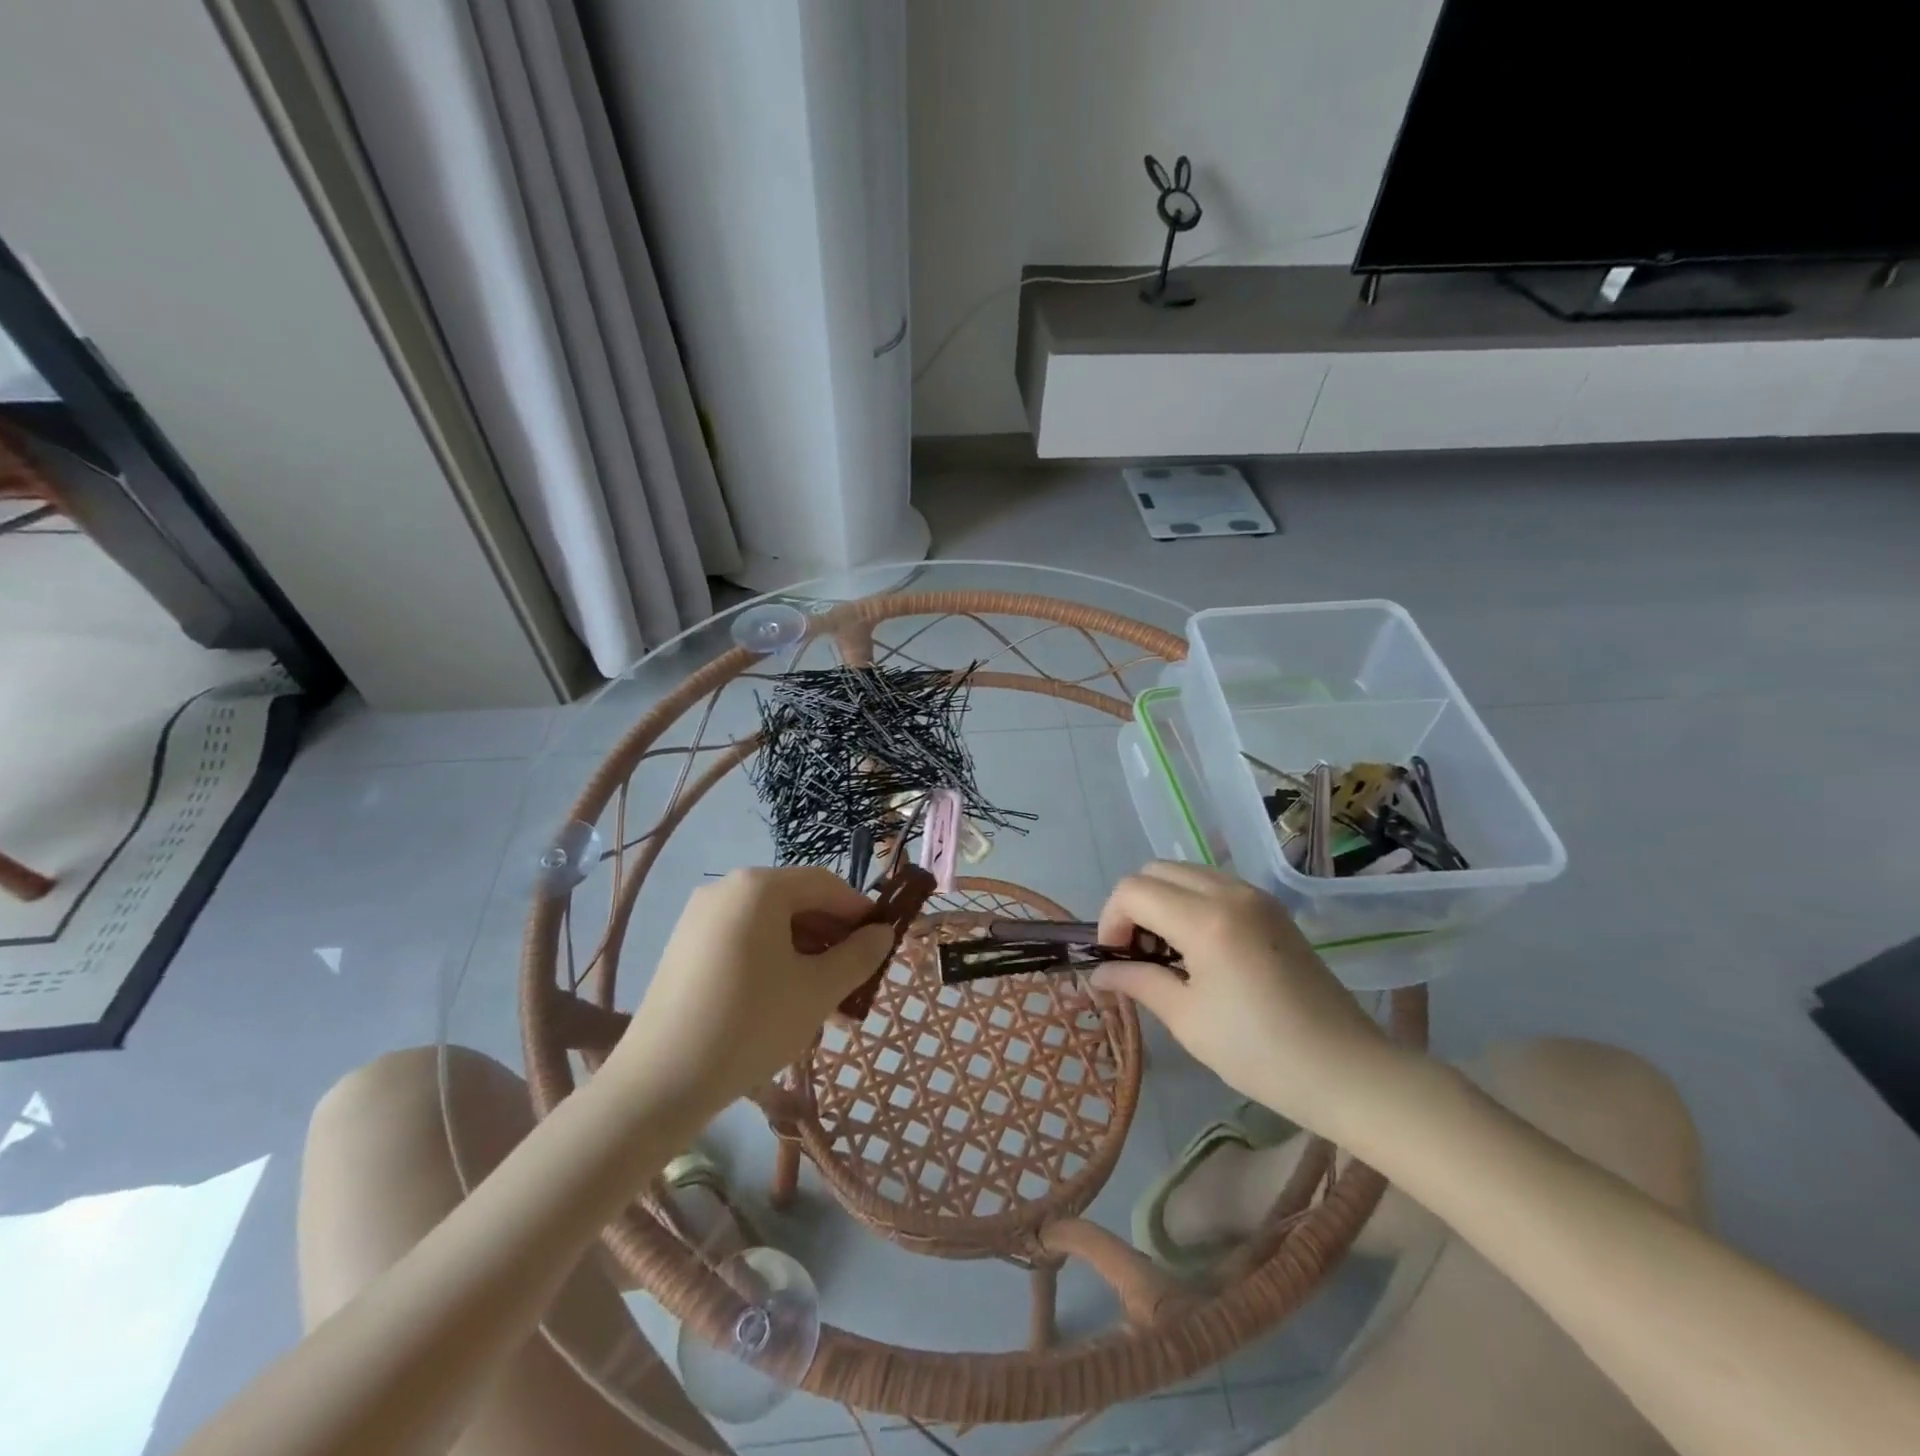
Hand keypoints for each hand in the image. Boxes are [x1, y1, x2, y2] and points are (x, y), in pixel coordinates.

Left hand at [608, 867, 895, 1113]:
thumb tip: (882, 934)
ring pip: (771, 927)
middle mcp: (727, 889)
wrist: (660, 1082)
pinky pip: (744, 942)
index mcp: (759, 887)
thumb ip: (858, 956)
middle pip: (796, 903)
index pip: (825, 884)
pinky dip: (774, 962)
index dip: (859, 911)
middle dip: (832, 939)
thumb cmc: (751, 1024)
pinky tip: (787, 1003)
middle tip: (857, 979)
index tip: (882, 943)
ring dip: (806, 955)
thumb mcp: (818, 990)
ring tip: (827, 1001)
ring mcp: (700, 918)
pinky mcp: (685, 948)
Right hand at [1092, 862, 1409, 1138]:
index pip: (1133, 891)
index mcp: (1206, 920)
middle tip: (1136, 954)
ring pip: (1185, 873)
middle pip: (1156, 870)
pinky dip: (1190, 903)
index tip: (1114, 960)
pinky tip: (1199, 950)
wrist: (1348, 1071)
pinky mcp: (1272, 908)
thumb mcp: (1188, 1020)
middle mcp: (1230, 892)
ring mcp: (1255, 896)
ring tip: (1167, 954)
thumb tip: (1099, 973)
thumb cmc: (1260, 1053)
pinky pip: (1214, 885)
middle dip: (1133, 906)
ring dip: (1162, 901)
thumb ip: (1138, 983)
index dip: (1110, 920)